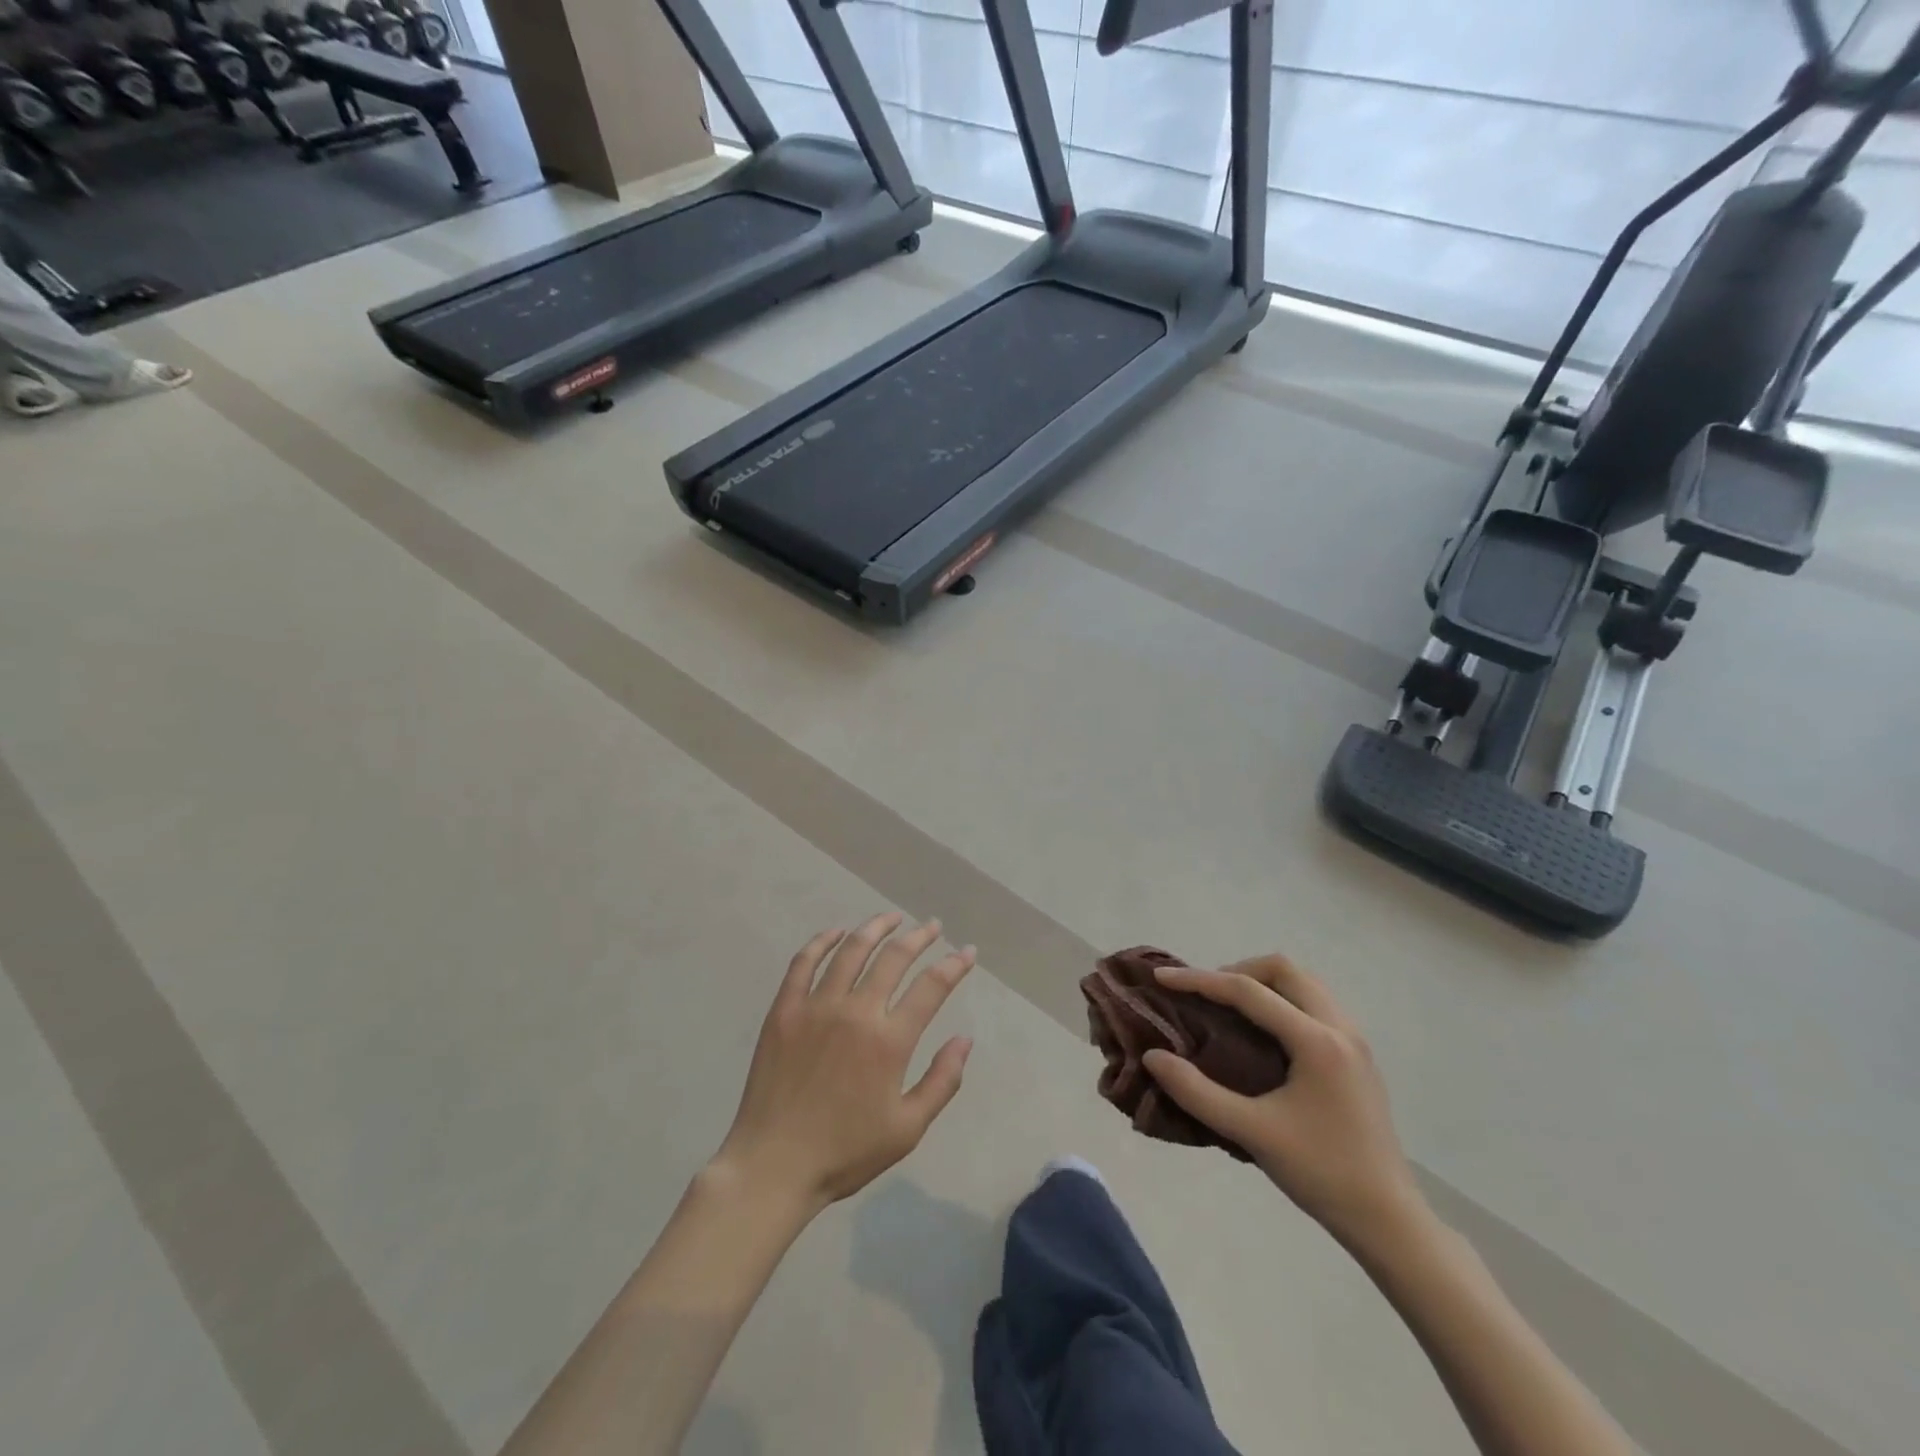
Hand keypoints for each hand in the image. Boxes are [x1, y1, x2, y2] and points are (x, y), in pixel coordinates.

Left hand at [713, 913, 976, 1212]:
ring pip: (851, 950)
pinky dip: (822, 941)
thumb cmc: (845, 1152)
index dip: (954, 965)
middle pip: (894, 958)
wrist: (773, 1166)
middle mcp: (856, 1012)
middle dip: (919, 937)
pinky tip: (836, 932)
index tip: (967, 952)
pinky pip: (804, 962)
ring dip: (875, 928)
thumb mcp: (907, 1129)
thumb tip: (964, 1040)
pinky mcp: (784, 1010)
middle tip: (932, 926)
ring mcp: (816, 1006)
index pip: (932, 987)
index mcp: (889, 1041)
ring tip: (891, 918)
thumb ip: (942, 1082)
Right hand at [1143, 956, 1421, 1251]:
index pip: (1248, 991)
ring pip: (1304, 983)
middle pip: (1284, 970)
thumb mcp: (1252, 1133)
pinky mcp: (1358, 1057)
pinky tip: (1264, 1034)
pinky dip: (1283, 1001)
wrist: (1390, 1221)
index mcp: (1316, 1041)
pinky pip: (1315, 1004)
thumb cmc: (1321, 1174)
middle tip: (1205, 995)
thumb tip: (1153, 1057)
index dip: (1200, 980)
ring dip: (1263, 984)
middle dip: (1238, 971)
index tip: (1162, 977)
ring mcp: (1355, 1041)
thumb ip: (1198, 1093)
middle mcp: (1340, 1028)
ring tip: (1230, 1009)